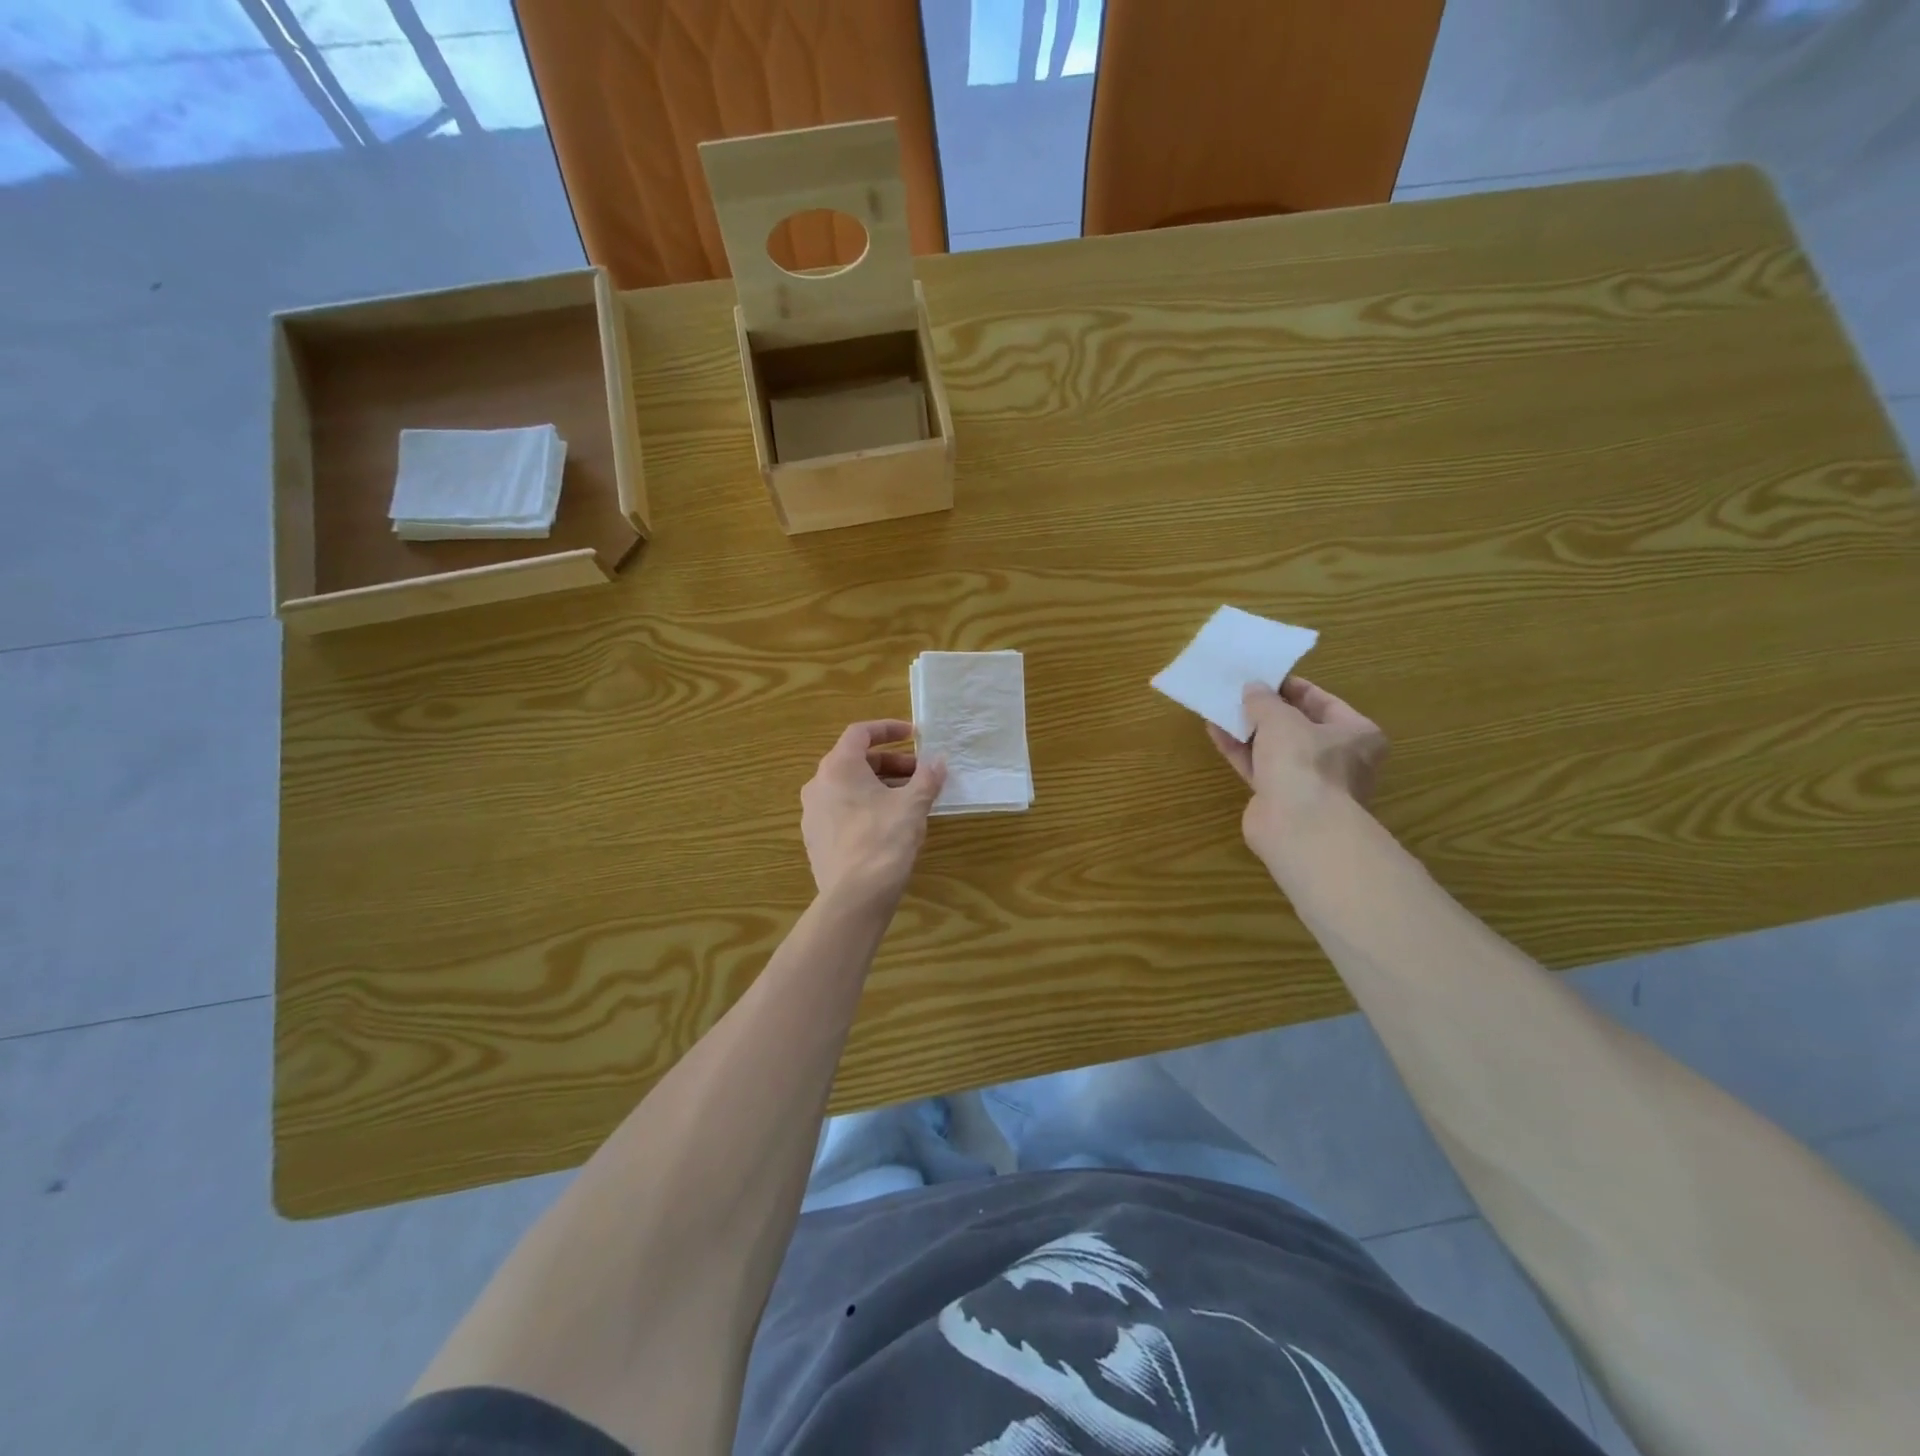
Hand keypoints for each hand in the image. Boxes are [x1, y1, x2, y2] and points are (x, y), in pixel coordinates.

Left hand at [801, 720, 945, 910]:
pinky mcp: (815, 838)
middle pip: (855, 761)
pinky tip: (888, 824)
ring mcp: (813, 813)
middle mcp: (818, 784)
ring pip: (848, 787)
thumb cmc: (884, 840)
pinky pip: (842, 810)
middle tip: (919, 774)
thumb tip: (938, 761)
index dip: (888, 729)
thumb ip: (927, 778)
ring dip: (879, 785)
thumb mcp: (913, 805)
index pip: (860, 733)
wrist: (854, 897)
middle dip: (890, 763)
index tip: (913, 735)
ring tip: (908, 799)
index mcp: (838, 767)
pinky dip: (865, 806)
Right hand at [1208, 678, 1388, 858]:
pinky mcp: (1280, 799)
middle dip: (1267, 710)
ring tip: (1221, 707)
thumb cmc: (1305, 763)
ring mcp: (1308, 782)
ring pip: (1275, 748)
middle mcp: (1338, 758)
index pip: (1324, 702)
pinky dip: (1240, 751)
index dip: (1292, 688)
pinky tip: (1216, 732)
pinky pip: (1258, 767)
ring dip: (1249, 729)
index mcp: (1356, 734)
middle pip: (1298, 726)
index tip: (1264, 677)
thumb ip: (1264, 701)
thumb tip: (1253, 688)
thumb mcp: (1281, 720)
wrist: (1299, 828)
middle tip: (1240, 692)